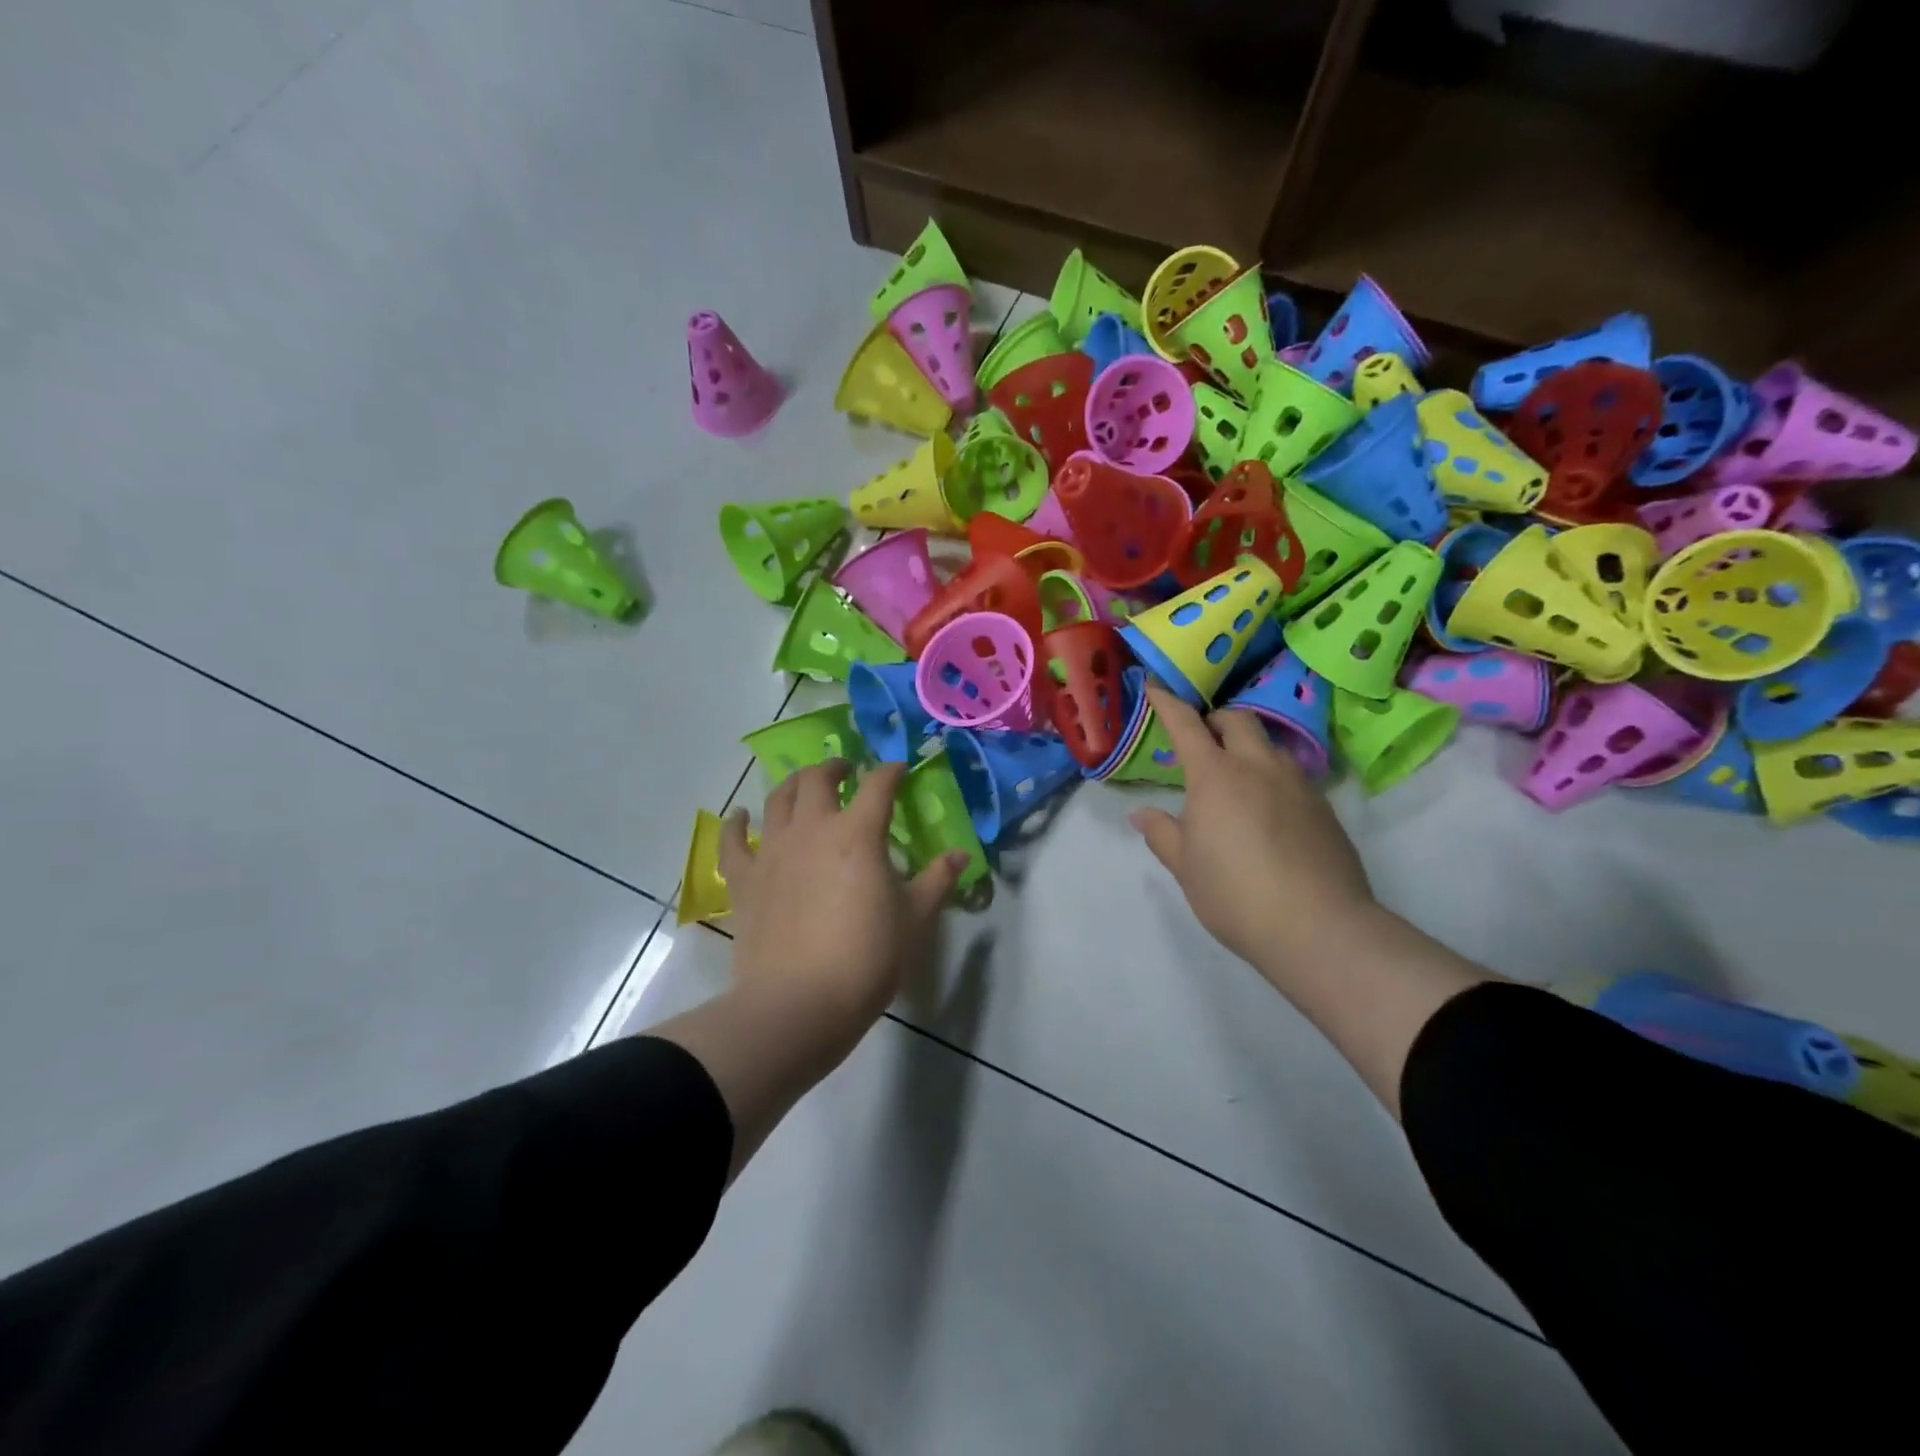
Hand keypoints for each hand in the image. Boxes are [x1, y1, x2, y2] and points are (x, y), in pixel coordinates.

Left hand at [721, 760, 966, 1034]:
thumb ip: (938, 880)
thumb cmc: (867, 958)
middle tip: (846, 771)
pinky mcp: (744, 879)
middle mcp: (812, 829)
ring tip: (803, 785)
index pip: (878, 785)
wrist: (799, 1003)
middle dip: (834, 767)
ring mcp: (772, 851)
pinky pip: (732, 841)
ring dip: (793, 784)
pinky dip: (735, 824)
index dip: (891, 771)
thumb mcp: (915, 919)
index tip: (900, 770)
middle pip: (818, 779)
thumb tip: (961, 854)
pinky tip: (739, 817)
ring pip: (777, 799)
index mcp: (858, 833)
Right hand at [1129, 685, 1375, 972]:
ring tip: (1238, 778)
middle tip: (1203, 740)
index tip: (1156, 686)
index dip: (1168, 703)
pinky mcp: (1324, 807)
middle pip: (1239, 720)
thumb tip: (1141, 813)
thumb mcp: (1185, 867)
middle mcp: (1259, 767)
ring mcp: (1298, 784)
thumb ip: (1162, 833)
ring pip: (1271, 745)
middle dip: (1217, 720)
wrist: (1318, 926)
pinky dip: (1273, 776)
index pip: (1187, 725)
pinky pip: (1293, 774)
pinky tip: (1269, 810)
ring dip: (1249, 747)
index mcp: (1215, 776)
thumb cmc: (1234, 893)